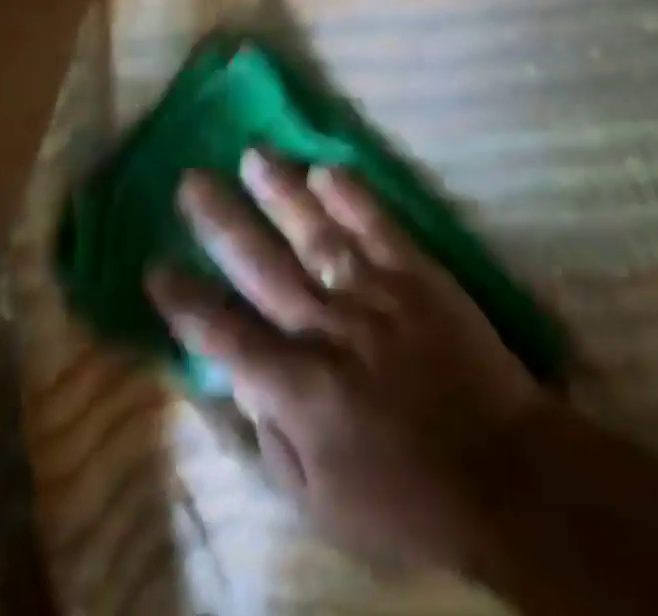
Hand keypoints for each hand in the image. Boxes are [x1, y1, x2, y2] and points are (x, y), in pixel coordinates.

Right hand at [147, 151, 546, 570]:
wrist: (502, 471)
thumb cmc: (405, 500)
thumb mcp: (319, 503)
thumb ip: (271, 439)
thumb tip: (239, 379)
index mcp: (301, 391)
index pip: (227, 337)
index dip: (187, 302)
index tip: (155, 266)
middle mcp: (331, 331)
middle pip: (265, 268)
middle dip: (224, 223)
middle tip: (192, 180)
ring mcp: (377, 295)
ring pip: (318, 234)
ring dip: (283, 192)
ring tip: (253, 154)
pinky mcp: (419, 274)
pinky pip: (380, 226)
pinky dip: (352, 196)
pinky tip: (326, 167)